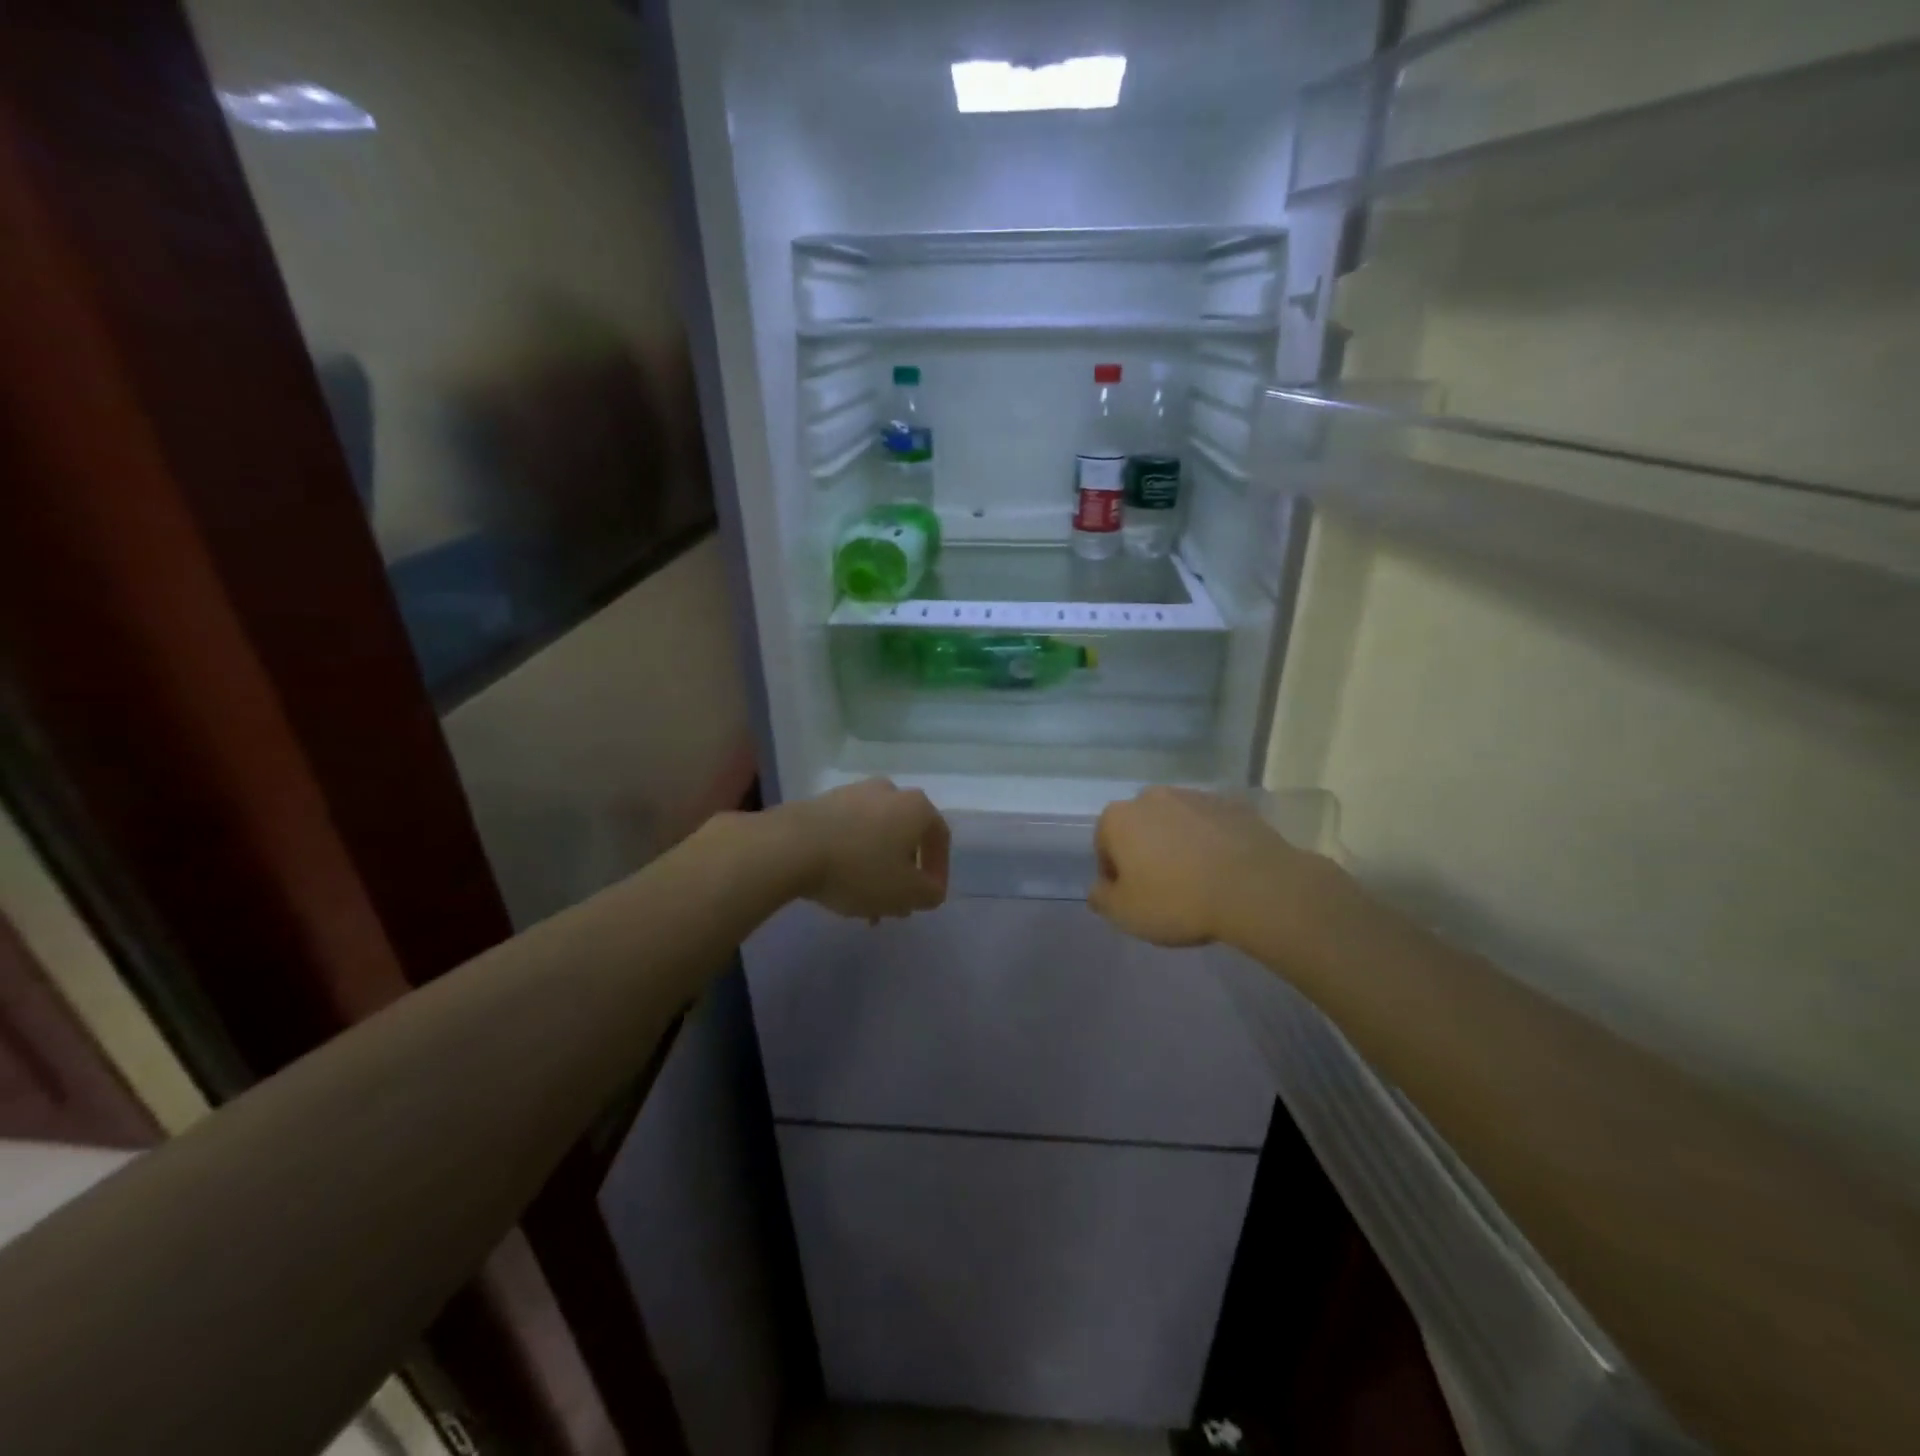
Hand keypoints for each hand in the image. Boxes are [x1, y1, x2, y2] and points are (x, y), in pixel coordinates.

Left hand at [781, 778, 949, 920]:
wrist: (791, 846)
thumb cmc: (859, 869)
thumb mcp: (905, 893)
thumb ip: (929, 894)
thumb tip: (932, 890)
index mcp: (916, 806)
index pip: (940, 837)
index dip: (939, 871)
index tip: (927, 898)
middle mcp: (889, 791)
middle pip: (905, 835)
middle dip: (903, 872)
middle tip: (895, 902)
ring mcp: (853, 792)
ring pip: (875, 834)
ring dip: (876, 866)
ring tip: (864, 901)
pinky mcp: (822, 802)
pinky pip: (848, 831)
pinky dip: (851, 855)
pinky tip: (838, 882)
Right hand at [1089, 786, 1311, 947]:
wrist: (1255, 887)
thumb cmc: (1178, 900)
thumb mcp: (1126, 913)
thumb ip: (1102, 898)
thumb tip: (1099, 889)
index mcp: (1119, 818)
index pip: (1104, 846)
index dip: (1115, 876)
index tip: (1133, 900)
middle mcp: (1151, 797)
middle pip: (1140, 828)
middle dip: (1146, 853)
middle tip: (1164, 890)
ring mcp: (1194, 796)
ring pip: (1175, 824)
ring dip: (1178, 846)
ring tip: (1197, 881)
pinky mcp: (1231, 804)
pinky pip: (1210, 826)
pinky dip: (1210, 842)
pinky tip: (1223, 871)